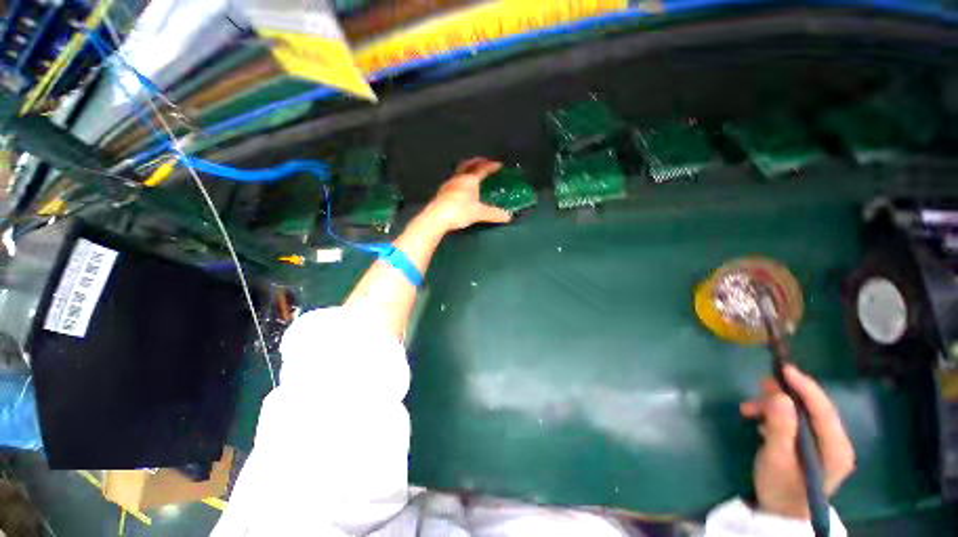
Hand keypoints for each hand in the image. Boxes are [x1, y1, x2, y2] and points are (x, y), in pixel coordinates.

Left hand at [425, 157, 512, 231]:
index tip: (498, 164)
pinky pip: (453, 181)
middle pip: (468, 165)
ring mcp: (448, 185)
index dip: (491, 166)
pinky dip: (459, 180)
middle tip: (483, 161)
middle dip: (476, 162)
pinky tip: (460, 187)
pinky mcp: (442, 192)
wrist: (437, 217)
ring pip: (459, 172)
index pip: (482, 169)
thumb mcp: (479, 213)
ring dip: (466, 169)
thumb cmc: (460, 211)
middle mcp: (459, 179)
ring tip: (471, 173)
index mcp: (470, 180)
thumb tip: (508, 217)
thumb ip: (494, 214)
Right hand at [740, 365, 855, 518]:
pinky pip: (796, 421)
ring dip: (775, 407)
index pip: (823, 409)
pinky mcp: (814, 446)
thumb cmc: (780, 488)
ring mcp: (826, 445)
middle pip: (813, 408)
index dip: (805, 386)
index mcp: (836, 449)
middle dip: (784, 396)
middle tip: (758, 387)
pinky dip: (776, 416)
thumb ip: (780, 427)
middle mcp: (836, 443)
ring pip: (802, 413)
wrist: (781, 513)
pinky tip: (760, 422)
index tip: (783, 368)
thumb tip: (778, 395)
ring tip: (748, 410)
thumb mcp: (776, 458)